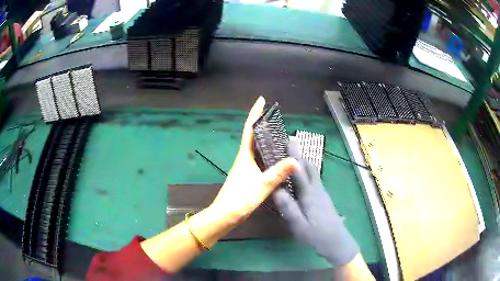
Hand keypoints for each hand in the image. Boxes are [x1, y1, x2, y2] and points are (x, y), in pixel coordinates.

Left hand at [210, 96, 298, 221]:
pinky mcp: (248, 177)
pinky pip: (259, 161)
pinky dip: (268, 156)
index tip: (261, 100)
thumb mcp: (261, 185)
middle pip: (253, 137)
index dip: (255, 114)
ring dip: (266, 140)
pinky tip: (277, 160)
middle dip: (263, 125)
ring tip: (280, 135)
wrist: (225, 215)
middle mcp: (244, 159)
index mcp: (244, 156)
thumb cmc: (240, 199)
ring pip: (257, 149)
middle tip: (277, 118)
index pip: (250, 129)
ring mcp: (245, 168)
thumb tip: (295, 161)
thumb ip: (278, 173)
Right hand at [273, 142, 359, 265]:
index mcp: (310, 195)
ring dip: (304, 161)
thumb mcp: (299, 225)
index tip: (286, 142)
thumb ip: (289, 208)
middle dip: (299, 154)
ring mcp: (322, 192)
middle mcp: (317, 189)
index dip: (293, 156)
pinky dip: (307, 170)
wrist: (336, 240)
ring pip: (313, 171)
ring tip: (294, 154)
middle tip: (290, 143)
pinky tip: (302, 174)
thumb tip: (276, 191)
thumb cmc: (316, 234)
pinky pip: (314, 178)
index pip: (299, 172)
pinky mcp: (323, 196)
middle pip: (309, 167)